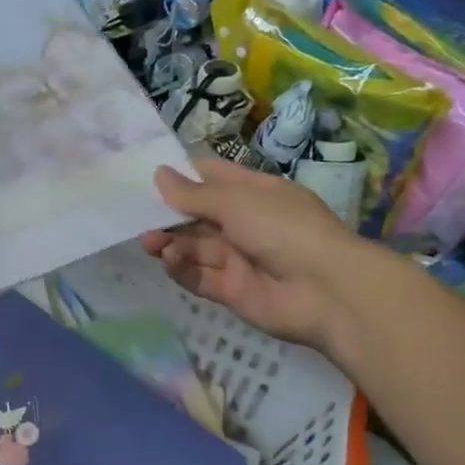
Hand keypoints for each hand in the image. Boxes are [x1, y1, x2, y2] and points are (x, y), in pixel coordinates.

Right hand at [142, 156, 380, 355]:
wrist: (327, 291)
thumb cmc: (284, 229)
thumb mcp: (237, 201)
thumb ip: (194, 194)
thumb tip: (159, 173)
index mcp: (254, 193)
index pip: (212, 178)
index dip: (182, 176)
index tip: (147, 175)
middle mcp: (245, 223)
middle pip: (198, 215)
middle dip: (169, 214)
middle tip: (137, 216)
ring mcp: (239, 258)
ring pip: (195, 247)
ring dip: (171, 242)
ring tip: (150, 242)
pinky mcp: (232, 290)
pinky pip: (199, 277)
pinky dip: (182, 269)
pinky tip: (169, 260)